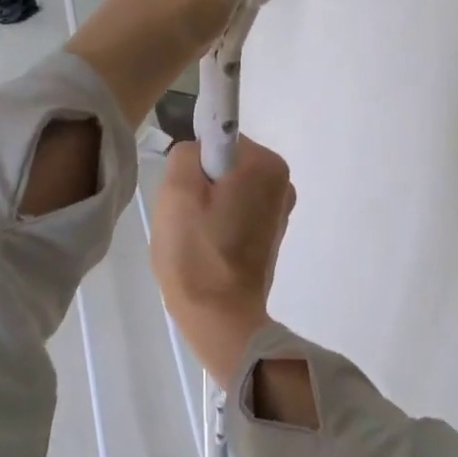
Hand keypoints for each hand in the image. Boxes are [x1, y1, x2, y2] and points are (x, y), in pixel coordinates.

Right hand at [150, 136, 296, 389]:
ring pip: (225, 189)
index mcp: (265, 165)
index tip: (185, 194)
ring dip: (205, 206)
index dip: (193, 164)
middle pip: (222, 164)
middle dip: (198, 185)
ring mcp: (279, 211)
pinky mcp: (270, 234)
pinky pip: (234, 211)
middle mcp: (282, 182)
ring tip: (194, 237)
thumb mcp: (175, 190)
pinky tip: (206, 248)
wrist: (219, 318)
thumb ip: (185, 152)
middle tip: (184, 217)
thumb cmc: (196, 253)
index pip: (216, 138)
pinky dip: (218, 223)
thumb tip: (197, 154)